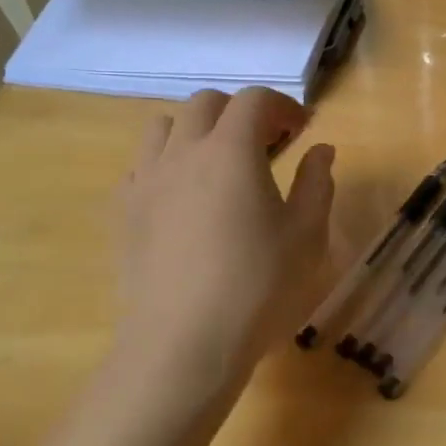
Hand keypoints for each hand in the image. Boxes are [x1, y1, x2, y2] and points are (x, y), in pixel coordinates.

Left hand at [112, 88, 334, 410]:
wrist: (183, 345)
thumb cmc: (257, 286)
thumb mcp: (306, 234)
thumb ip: (317, 182)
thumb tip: (321, 150)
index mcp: (231, 150)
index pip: (254, 99)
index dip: (283, 106)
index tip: (302, 128)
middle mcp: (183, 152)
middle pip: (206, 103)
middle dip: (240, 111)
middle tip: (266, 143)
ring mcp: (146, 181)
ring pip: (164, 126)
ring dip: (197, 130)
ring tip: (219, 162)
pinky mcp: (124, 212)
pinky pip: (141, 165)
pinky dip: (167, 162)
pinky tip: (185, 196)